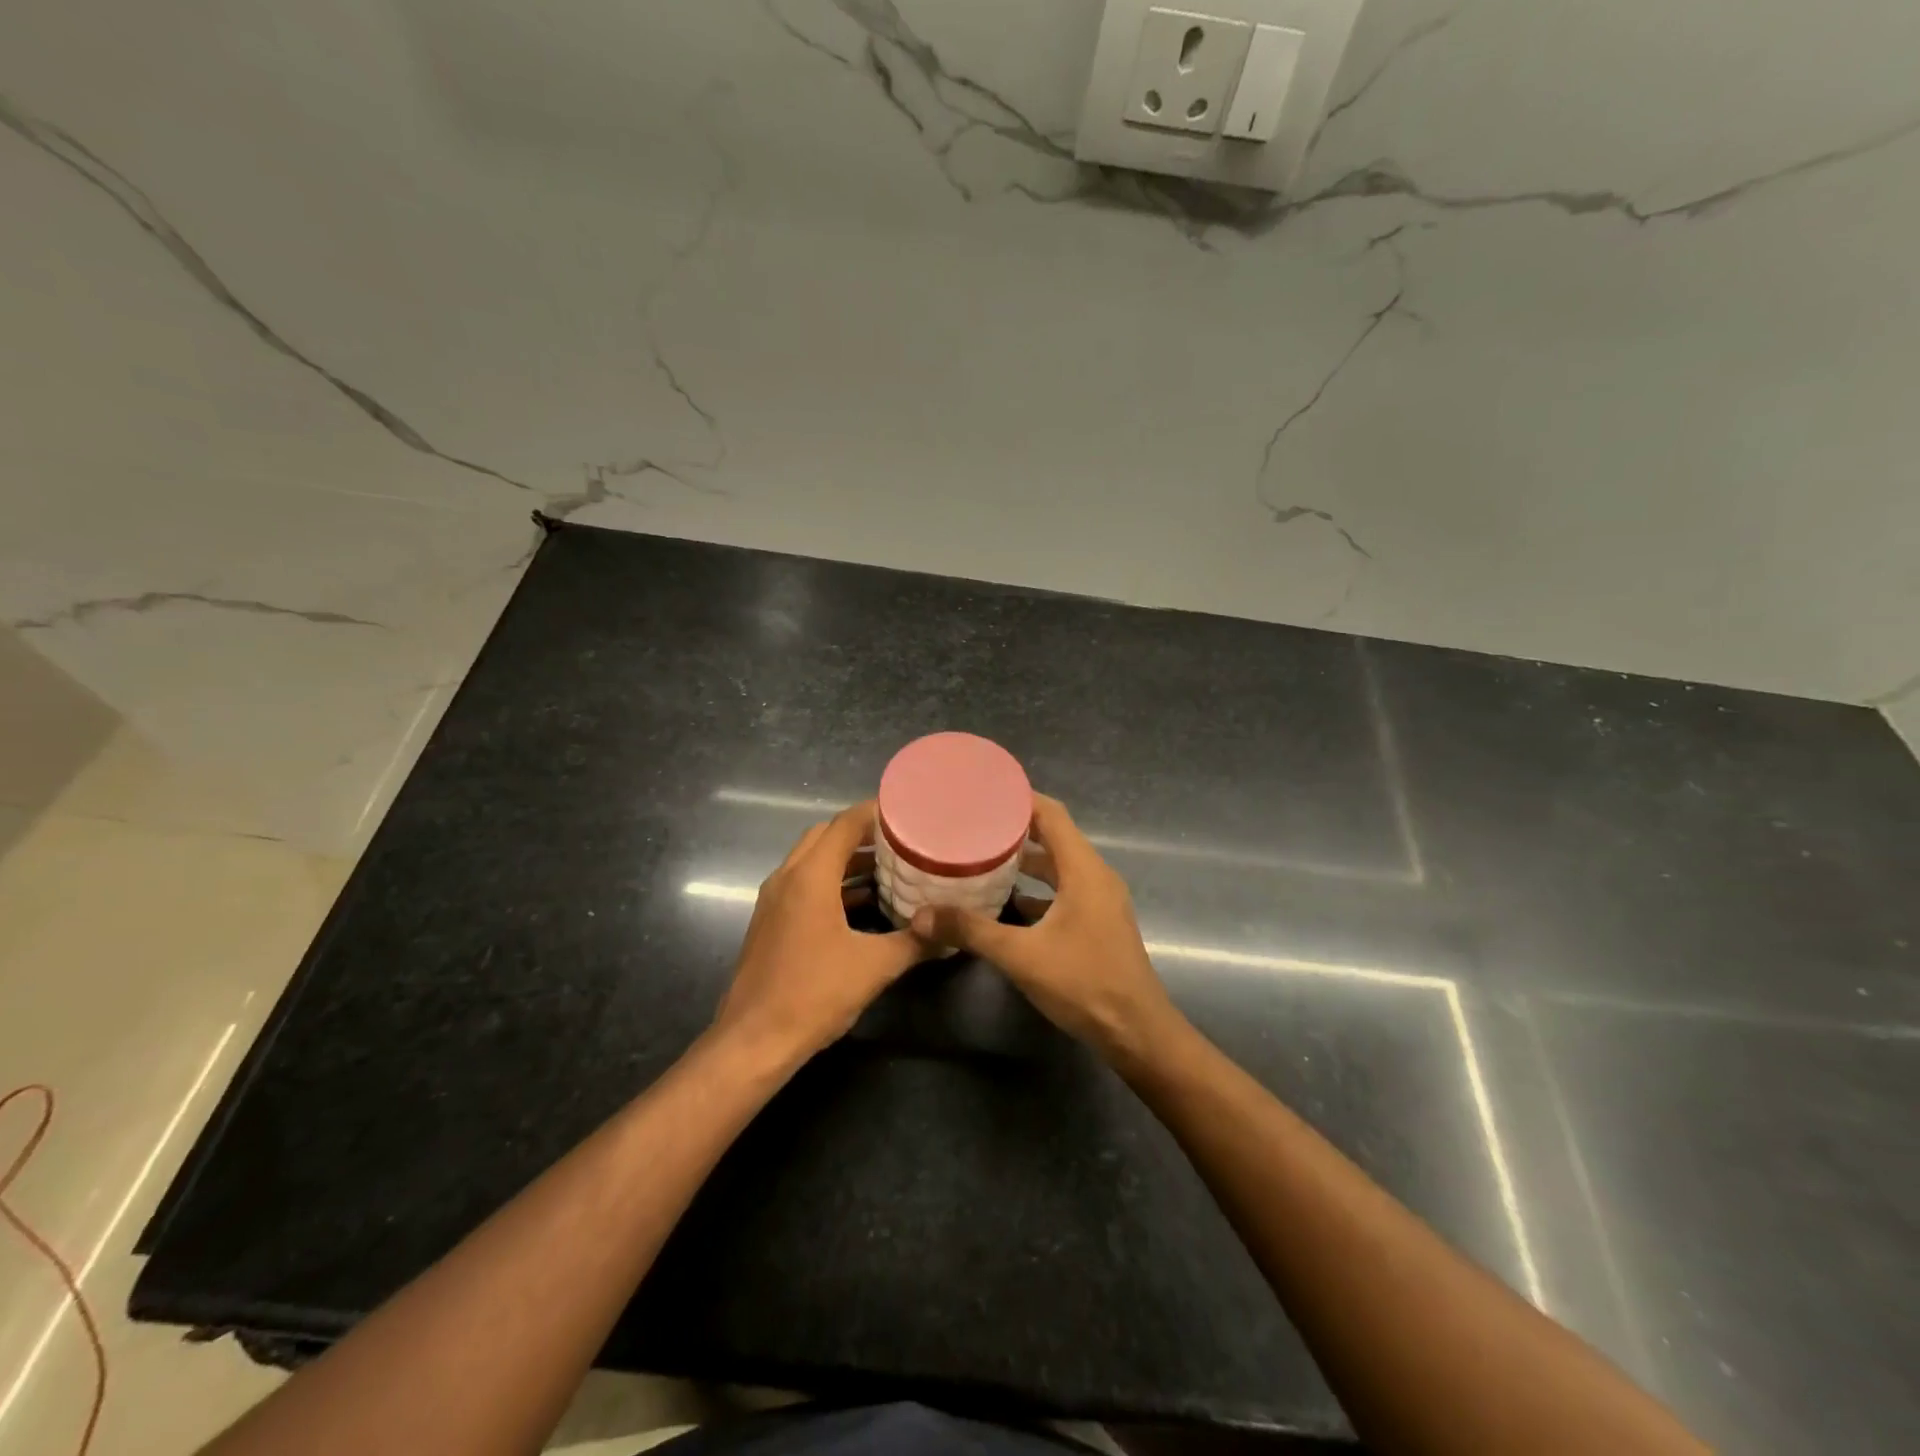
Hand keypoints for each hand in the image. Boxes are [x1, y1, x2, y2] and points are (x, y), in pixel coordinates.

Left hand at [714, 801, 928, 1061]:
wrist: (753, 1041)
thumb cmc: (814, 994)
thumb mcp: (874, 967)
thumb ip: (915, 943)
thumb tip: (951, 931)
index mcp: (810, 876)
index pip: (845, 824)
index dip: (876, 813)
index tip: (909, 812)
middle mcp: (787, 877)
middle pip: (825, 835)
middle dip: (862, 833)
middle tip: (900, 840)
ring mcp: (774, 900)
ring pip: (812, 861)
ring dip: (845, 859)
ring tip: (888, 867)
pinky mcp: (770, 921)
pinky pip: (803, 885)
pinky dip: (831, 882)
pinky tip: (861, 903)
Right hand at [911, 794, 1183, 1068]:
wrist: (1136, 1032)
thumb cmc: (1085, 984)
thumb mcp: (1021, 956)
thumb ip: (971, 931)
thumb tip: (920, 916)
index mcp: (1084, 870)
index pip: (1052, 814)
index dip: (1020, 798)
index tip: (984, 791)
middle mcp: (1095, 876)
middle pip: (1054, 836)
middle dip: (1015, 827)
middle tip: (973, 823)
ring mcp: (1099, 900)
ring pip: (1059, 866)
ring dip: (1026, 860)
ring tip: (982, 856)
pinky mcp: (1097, 922)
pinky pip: (1064, 891)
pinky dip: (1037, 888)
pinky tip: (1006, 901)